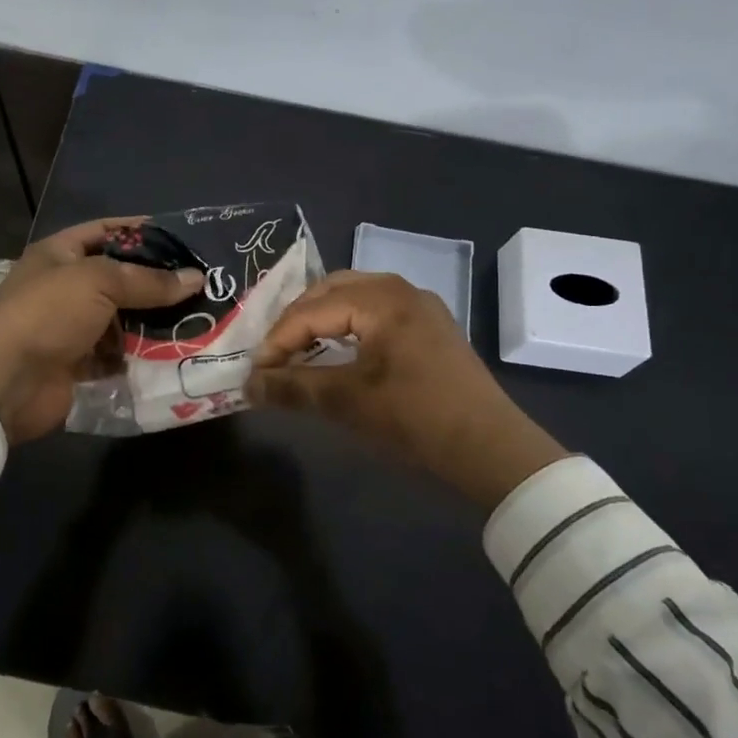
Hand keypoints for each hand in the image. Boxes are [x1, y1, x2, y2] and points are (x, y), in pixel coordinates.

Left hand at [0, 219, 202, 442]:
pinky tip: (178, 351)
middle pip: (121, 278)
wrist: (5, 383)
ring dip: (156, 321)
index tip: (185, 239)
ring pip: (125, 318)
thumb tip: (196, 278)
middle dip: (159, 282)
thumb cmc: (47, 315)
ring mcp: (74, 327)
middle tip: (205, 285)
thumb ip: (148, 280)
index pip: (109, 231)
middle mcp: (68, 287)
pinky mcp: (82, 363)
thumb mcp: (98, 282)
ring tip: (201, 318)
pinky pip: (121, 354)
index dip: (144, 232)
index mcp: (61, 254)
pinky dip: (144, 354)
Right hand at [249, 271, 567, 508]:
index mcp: (381, 299)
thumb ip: (294, 388)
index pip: (312, 310)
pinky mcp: (430, 327)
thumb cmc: (415, 418)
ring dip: (322, 320)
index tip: (256, 372)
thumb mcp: (348, 402)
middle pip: (332, 290)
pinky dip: (348, 325)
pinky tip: (337, 351)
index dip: (278, 339)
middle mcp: (401, 290)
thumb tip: (248, 386)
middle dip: (297, 320)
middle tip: (274, 354)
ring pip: (355, 297)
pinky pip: (376, 312)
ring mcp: (420, 306)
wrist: (490, 448)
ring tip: (298, 351)